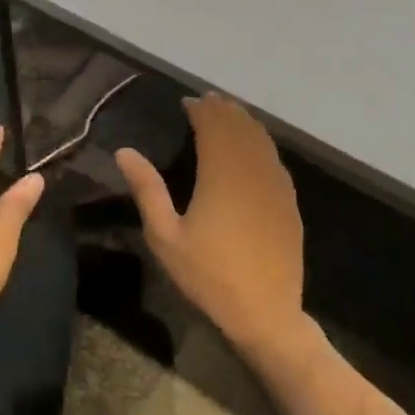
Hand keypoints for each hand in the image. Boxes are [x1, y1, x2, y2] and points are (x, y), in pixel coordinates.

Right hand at [115, 94, 306, 358]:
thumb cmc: (208, 275)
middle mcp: (252, 171)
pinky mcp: (289, 202)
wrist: (265, 313)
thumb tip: (125, 151)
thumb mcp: (165, 236)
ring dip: (244, 123)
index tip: (187, 102)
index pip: (214, 126)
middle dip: (223, 110)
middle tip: (207, 102)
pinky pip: (274, 160)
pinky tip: (253, 149)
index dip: (201, 110)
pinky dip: (261, 144)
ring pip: (262, 141)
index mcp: (221, 174)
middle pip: (240, 128)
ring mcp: (276, 186)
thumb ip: (146, 190)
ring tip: (228, 115)